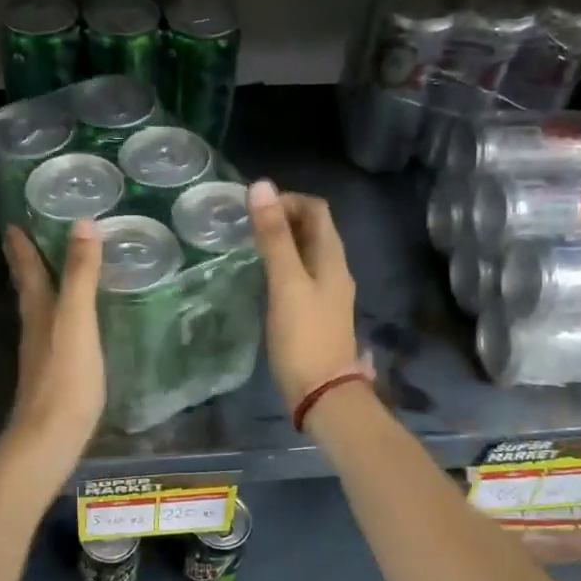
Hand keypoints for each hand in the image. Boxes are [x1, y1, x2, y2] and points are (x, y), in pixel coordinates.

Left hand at [3, 221, 104, 457]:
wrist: (50, 437)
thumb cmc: (65, 377)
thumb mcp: (77, 320)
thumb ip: (80, 275)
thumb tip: (82, 223)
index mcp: (39, 310)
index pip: (28, 269)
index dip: (20, 246)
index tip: (12, 222)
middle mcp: (35, 327)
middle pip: (28, 288)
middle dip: (26, 264)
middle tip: (24, 241)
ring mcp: (43, 352)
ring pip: (39, 309)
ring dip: (42, 287)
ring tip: (52, 272)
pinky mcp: (55, 373)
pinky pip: (54, 330)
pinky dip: (59, 314)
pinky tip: (71, 322)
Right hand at [247, 179, 360, 413]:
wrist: (323, 394)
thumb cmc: (303, 337)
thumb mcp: (286, 283)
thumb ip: (274, 237)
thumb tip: (261, 186)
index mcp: (332, 258)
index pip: (316, 209)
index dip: (287, 200)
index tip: (255, 210)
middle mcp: (334, 269)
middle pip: (313, 229)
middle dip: (282, 219)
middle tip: (246, 226)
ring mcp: (327, 293)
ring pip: (306, 253)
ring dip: (281, 242)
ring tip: (248, 247)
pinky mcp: (316, 313)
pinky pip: (300, 275)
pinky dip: (282, 266)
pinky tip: (261, 278)